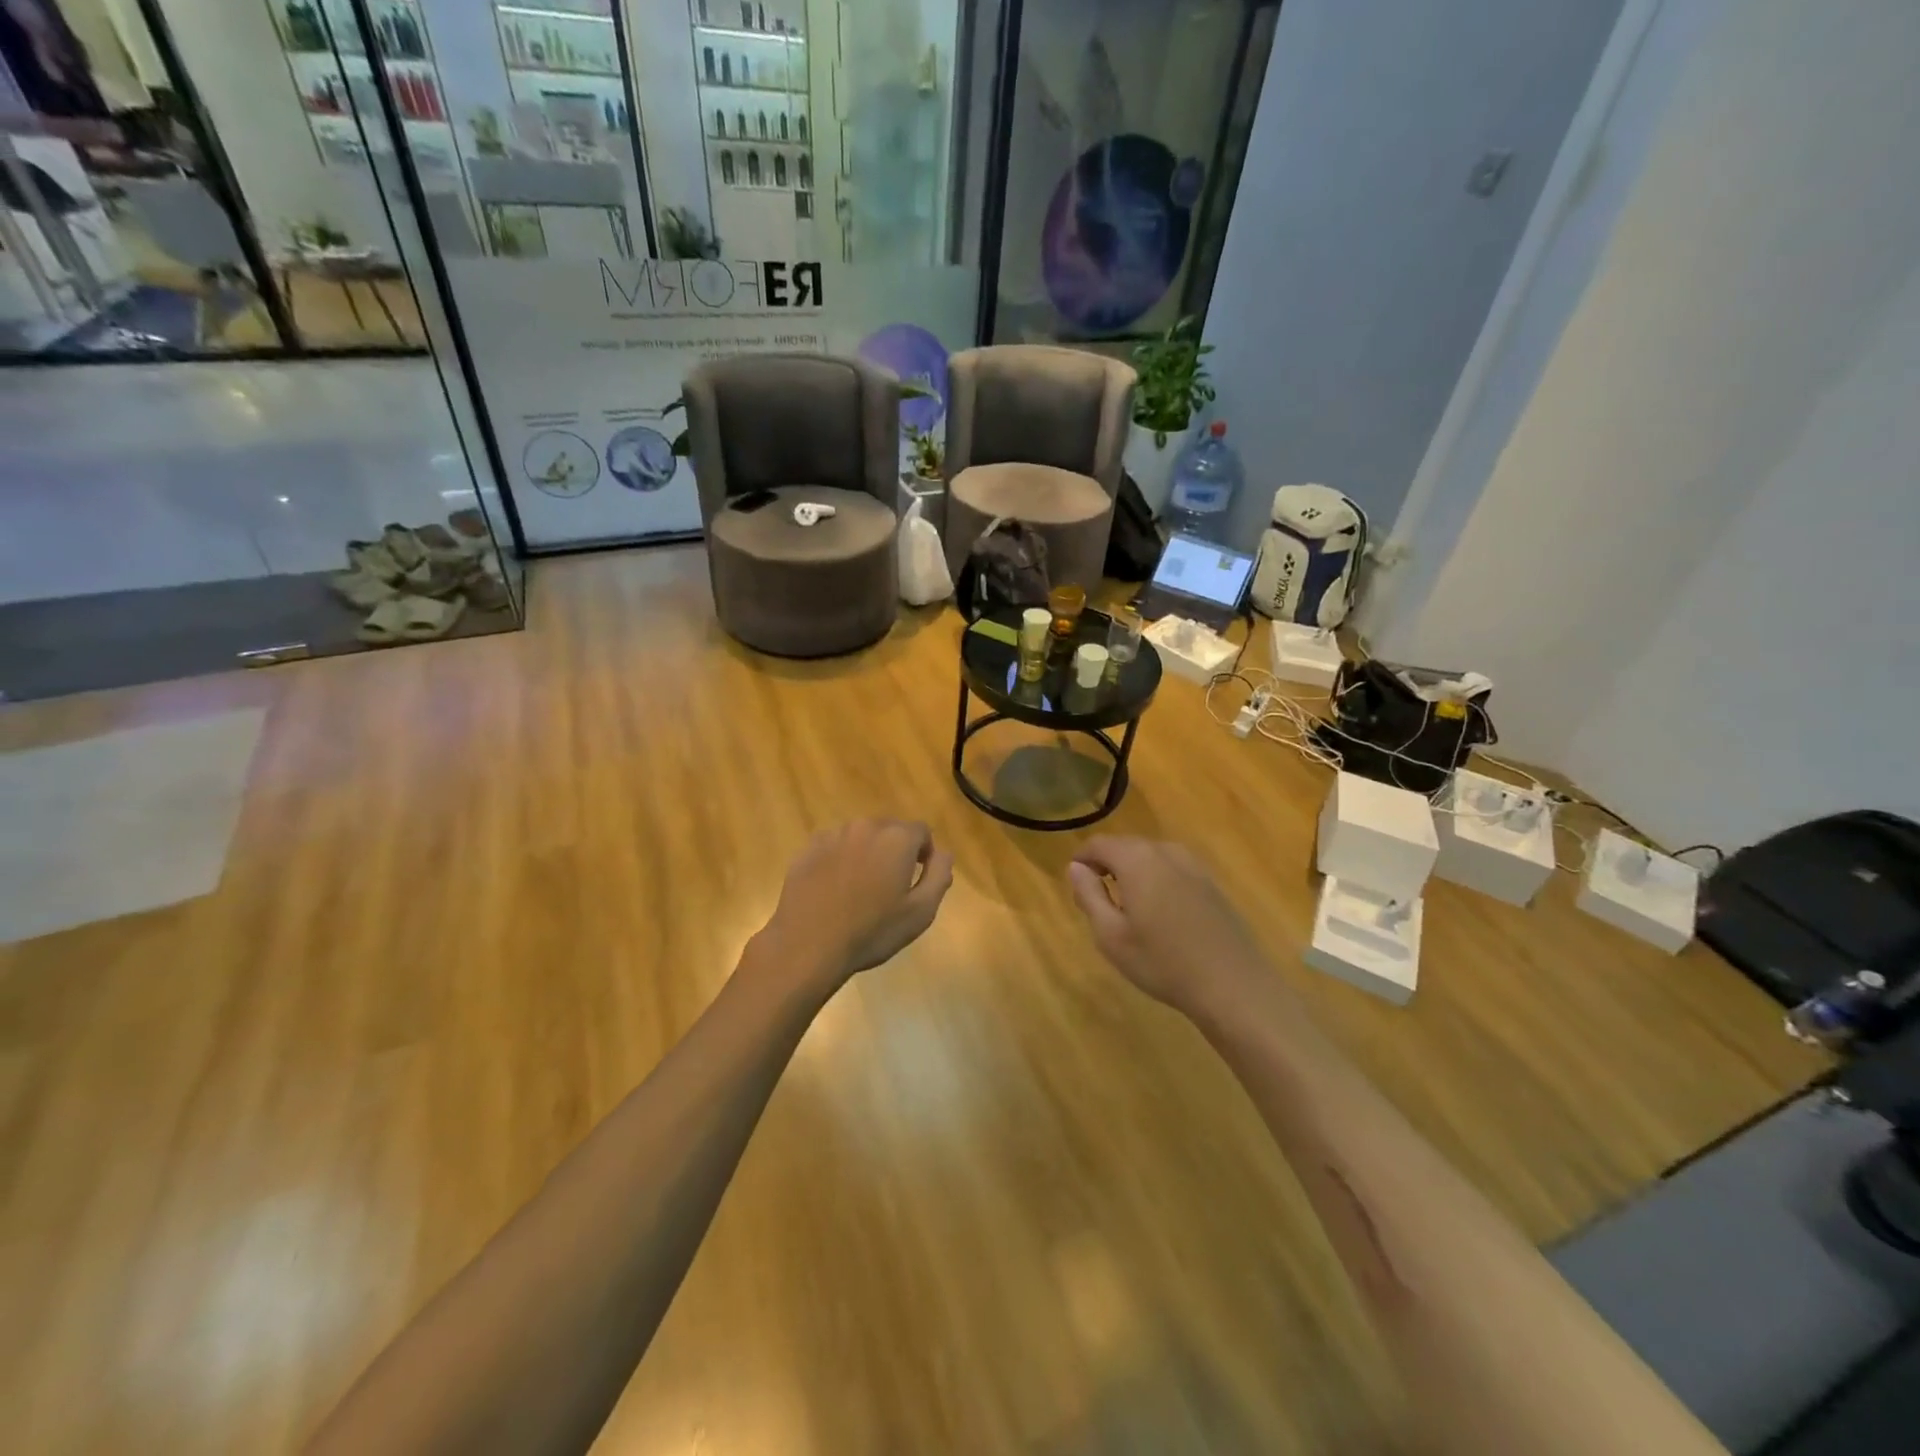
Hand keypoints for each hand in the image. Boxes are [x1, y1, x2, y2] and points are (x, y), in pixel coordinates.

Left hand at [757, 820, 954, 992]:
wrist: (808, 945)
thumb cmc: (871, 931)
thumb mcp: (921, 911)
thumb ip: (939, 875)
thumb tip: (943, 853)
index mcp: (896, 838)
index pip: (921, 831)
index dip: (925, 853)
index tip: (918, 879)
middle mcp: (865, 827)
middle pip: (890, 830)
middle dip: (895, 850)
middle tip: (891, 886)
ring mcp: (832, 836)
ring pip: (860, 837)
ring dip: (867, 853)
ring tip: (861, 889)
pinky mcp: (807, 849)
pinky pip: (834, 847)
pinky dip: (840, 860)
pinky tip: (835, 890)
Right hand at [1067, 838, 1273, 1016]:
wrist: (1233, 986)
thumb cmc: (1163, 963)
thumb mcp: (1111, 935)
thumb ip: (1089, 895)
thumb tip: (1076, 868)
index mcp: (1138, 860)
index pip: (1099, 843)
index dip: (1082, 858)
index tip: (1076, 883)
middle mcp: (1166, 851)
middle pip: (1126, 845)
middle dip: (1107, 864)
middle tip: (1097, 899)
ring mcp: (1194, 865)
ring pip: (1151, 856)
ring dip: (1133, 872)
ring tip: (1127, 907)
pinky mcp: (1211, 882)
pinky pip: (1172, 869)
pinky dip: (1157, 880)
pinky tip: (1160, 913)